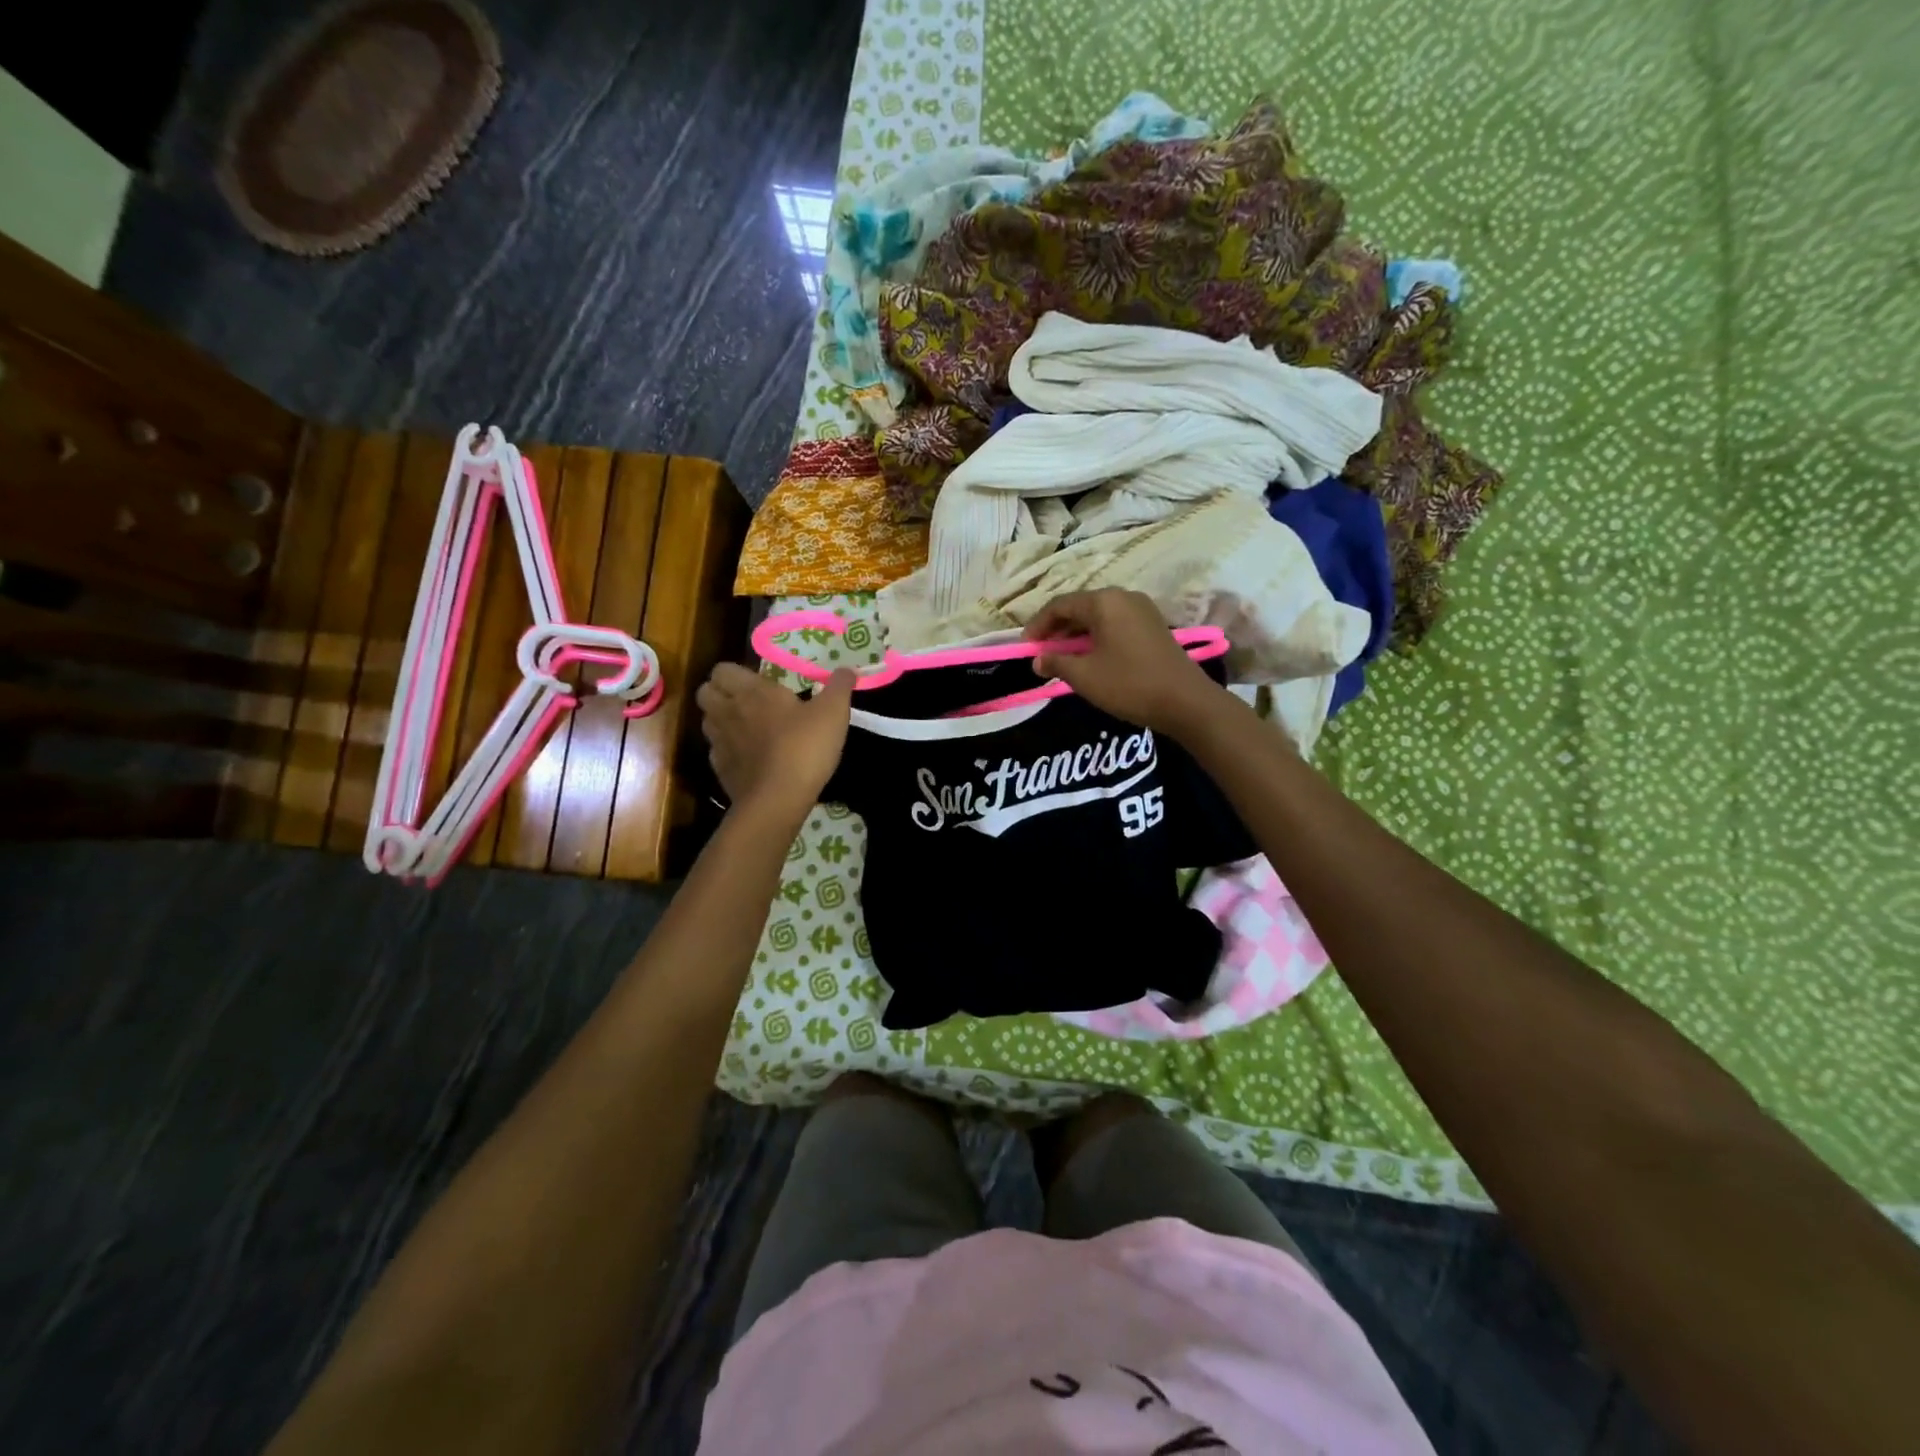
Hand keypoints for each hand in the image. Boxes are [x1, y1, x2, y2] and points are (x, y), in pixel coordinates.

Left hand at [696, 663, 854, 822]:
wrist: (778, 799)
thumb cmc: (805, 746)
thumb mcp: (833, 712)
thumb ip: (839, 686)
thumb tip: (847, 670)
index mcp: (751, 691)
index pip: (722, 669)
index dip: (735, 672)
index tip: (757, 681)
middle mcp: (728, 712)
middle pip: (705, 692)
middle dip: (720, 692)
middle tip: (747, 701)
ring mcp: (720, 742)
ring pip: (707, 721)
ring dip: (721, 719)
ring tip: (746, 727)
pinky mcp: (720, 769)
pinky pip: (716, 750)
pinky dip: (728, 749)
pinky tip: (749, 756)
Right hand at [1025, 589, 1221, 734]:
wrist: (1185, 701)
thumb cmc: (1129, 684)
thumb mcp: (1084, 676)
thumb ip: (1056, 662)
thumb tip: (1038, 659)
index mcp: (1103, 602)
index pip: (1059, 605)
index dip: (1038, 625)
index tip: (1025, 648)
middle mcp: (1123, 597)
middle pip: (1080, 607)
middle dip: (1057, 629)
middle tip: (1042, 653)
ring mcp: (1142, 609)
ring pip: (1098, 616)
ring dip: (1076, 634)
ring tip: (1062, 658)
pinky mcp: (1153, 625)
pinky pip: (1115, 623)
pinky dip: (1096, 637)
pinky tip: (1090, 658)